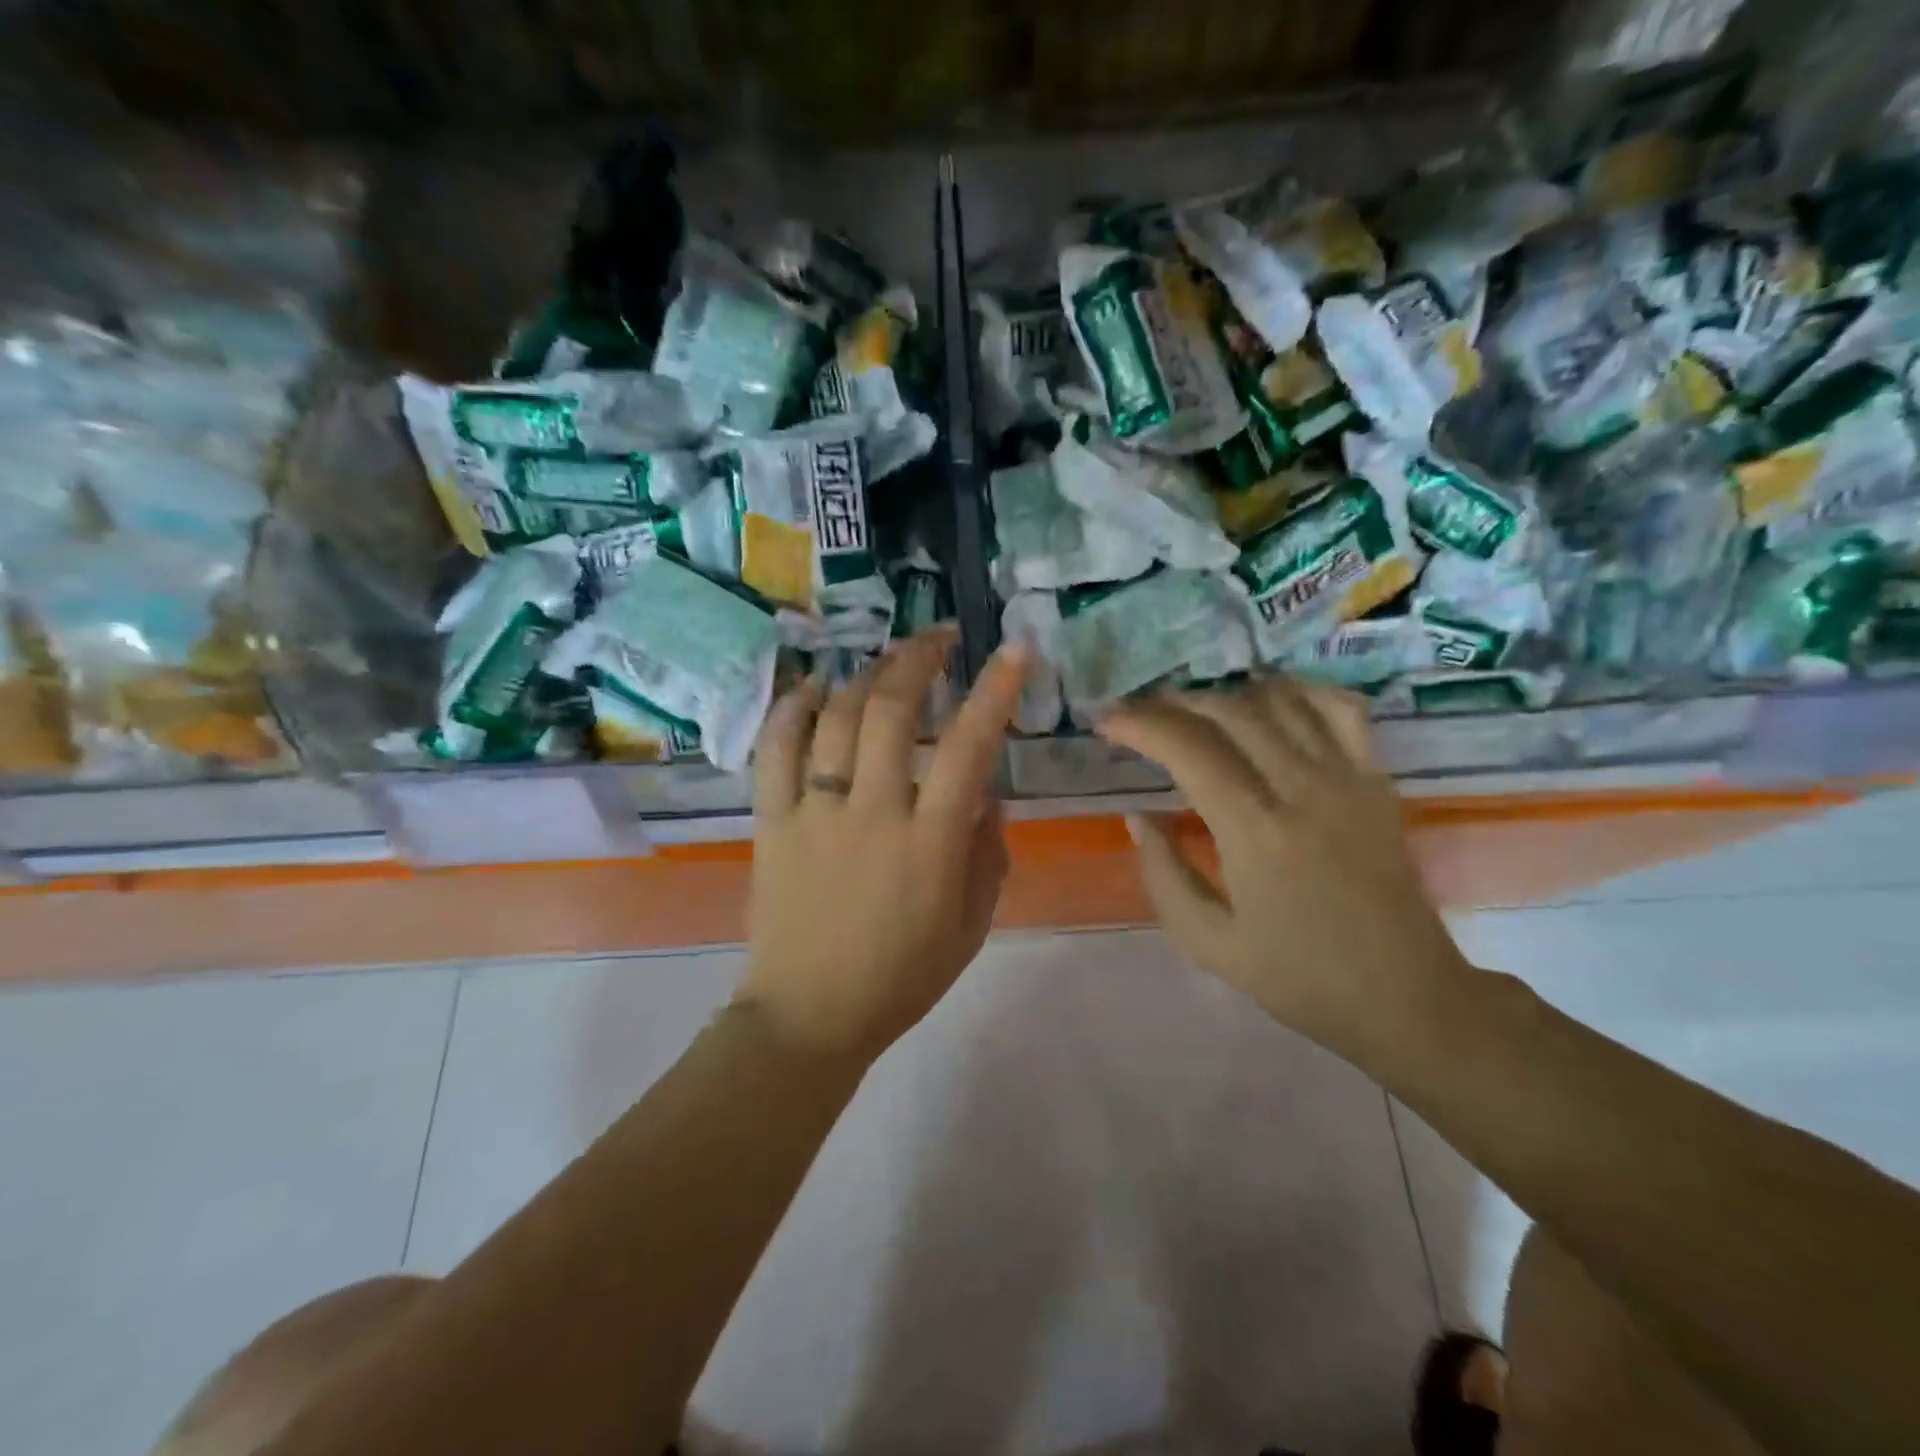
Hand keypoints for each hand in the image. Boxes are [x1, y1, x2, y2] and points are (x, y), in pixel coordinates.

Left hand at [738, 627, 1027, 1062]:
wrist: (809, 1015)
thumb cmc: (902, 977)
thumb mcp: (972, 923)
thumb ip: (987, 850)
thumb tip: (985, 790)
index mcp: (929, 843)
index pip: (968, 748)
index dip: (995, 691)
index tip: (1013, 649)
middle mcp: (871, 812)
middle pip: (891, 711)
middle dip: (920, 659)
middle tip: (940, 638)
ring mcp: (815, 812)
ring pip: (836, 718)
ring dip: (866, 674)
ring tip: (888, 659)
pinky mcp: (772, 821)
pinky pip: (775, 750)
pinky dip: (792, 708)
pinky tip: (813, 684)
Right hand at [1098, 677, 1472, 1064]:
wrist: (1404, 997)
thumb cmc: (1298, 978)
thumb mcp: (1207, 942)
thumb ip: (1163, 873)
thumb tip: (1137, 816)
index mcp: (1255, 832)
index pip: (1188, 748)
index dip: (1140, 725)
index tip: (1108, 723)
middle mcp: (1303, 788)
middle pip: (1230, 712)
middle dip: (1174, 703)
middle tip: (1141, 712)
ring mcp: (1348, 778)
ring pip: (1281, 701)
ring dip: (1228, 694)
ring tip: (1194, 708)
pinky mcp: (1378, 782)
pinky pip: (1341, 710)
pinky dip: (1301, 691)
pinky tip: (1271, 700)